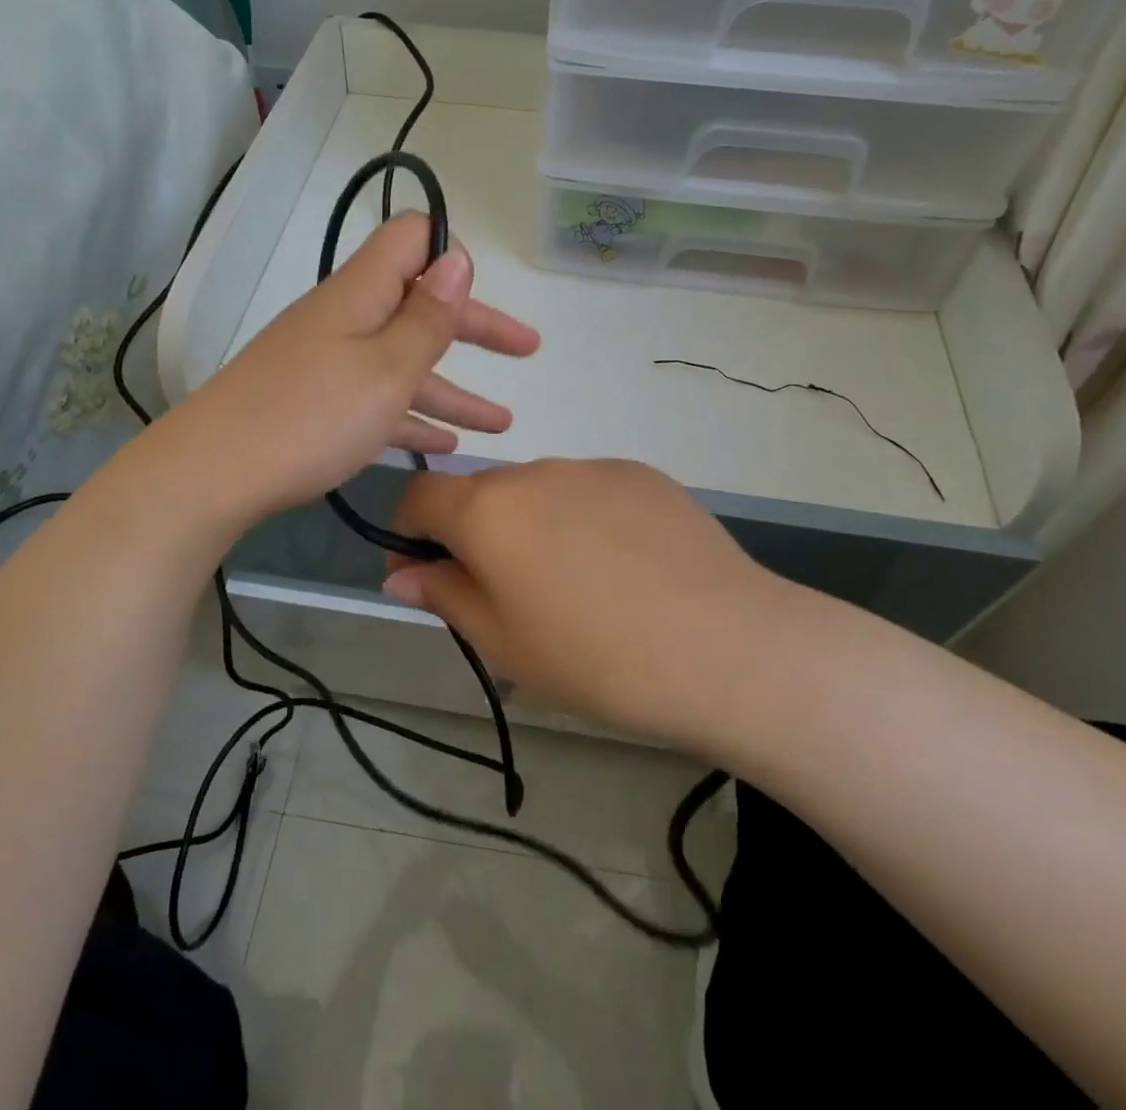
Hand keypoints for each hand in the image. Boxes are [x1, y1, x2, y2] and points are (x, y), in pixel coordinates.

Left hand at [167, 211, 538, 524]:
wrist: (213, 474)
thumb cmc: (312, 416)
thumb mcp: (386, 368)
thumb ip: (427, 316)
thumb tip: (456, 256)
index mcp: (361, 294)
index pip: (409, 238)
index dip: (448, 252)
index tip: (482, 288)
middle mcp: (344, 319)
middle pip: (418, 307)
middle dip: (476, 327)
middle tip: (528, 349)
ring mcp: (327, 363)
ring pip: (403, 364)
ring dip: (453, 390)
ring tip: (502, 424)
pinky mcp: (314, 404)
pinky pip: (376, 401)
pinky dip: (411, 417)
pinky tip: (443, 446)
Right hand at [382, 460, 803, 745]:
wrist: (724, 647)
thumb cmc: (595, 659)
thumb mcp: (503, 642)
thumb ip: (444, 596)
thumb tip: (401, 574)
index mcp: (488, 509)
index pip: (420, 494)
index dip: (409, 529)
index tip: (426, 571)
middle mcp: (535, 471)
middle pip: (482, 492)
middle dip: (476, 533)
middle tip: (509, 594)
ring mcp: (593, 467)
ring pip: (539, 491)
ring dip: (534, 525)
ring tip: (577, 585)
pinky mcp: (643, 474)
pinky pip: (591, 491)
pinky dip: (585, 519)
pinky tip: (624, 567)